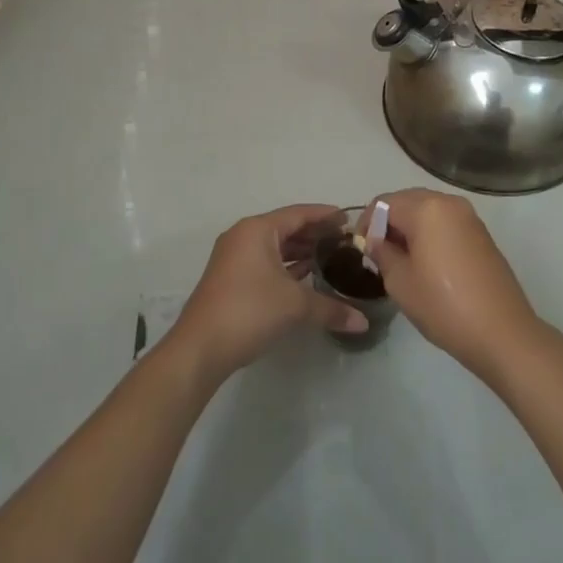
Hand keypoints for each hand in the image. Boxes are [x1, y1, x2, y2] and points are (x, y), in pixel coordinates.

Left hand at [170, 205, 367, 379]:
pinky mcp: (230, 279)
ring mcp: (233, 258)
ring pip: (274, 247)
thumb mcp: (295, 306)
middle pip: (286, 228)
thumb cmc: (248, 311)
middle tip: (344, 241)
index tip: (348, 218)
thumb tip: (362, 322)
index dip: (324, 215)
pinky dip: (286, 266)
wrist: (200, 348)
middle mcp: (243, 237)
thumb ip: (331, 308)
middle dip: (314, 234)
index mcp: (257, 230)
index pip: (298, 214)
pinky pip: (265, 262)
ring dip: (300, 252)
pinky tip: (306, 277)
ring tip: (330, 258)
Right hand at [368, 188, 544, 381]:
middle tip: (377, 254)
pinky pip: (446, 223)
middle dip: (388, 223)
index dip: (366, 223)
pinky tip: (426, 263)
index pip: (384, 203)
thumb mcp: (400, 281)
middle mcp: (449, 203)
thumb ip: (381, 253)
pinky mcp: (481, 234)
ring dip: (409, 228)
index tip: (360, 250)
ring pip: (427, 211)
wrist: (502, 333)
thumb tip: (375, 241)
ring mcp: (469, 217)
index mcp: (426, 208)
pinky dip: (430, 234)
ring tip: (400, 260)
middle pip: (407, 201)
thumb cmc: (443, 306)